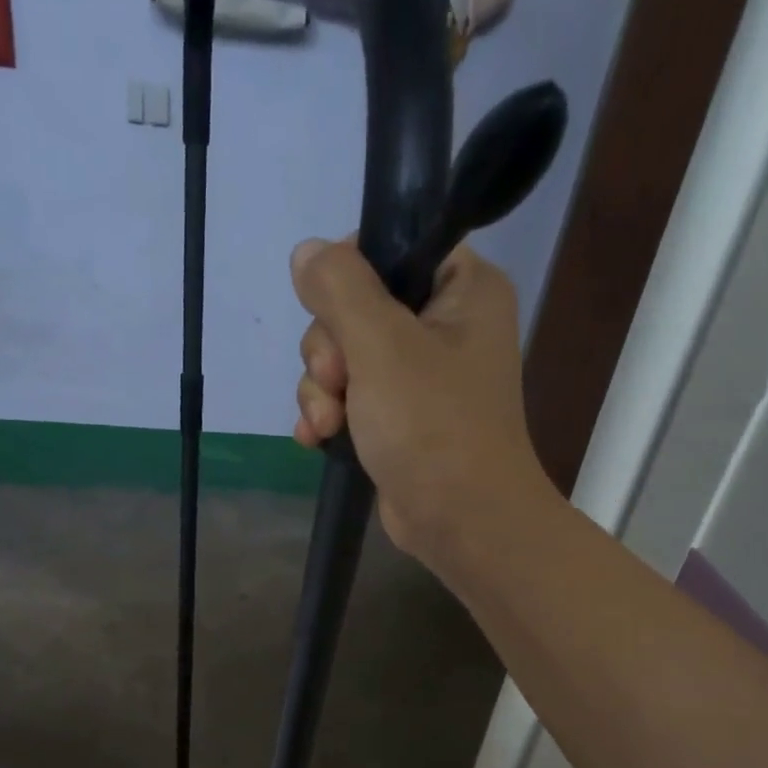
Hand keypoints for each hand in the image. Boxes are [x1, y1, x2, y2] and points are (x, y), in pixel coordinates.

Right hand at [291, 238, 552, 570]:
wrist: (461, 522)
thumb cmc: (432, 426)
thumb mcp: (383, 345)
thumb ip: (340, 288)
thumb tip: (306, 251)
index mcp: (461, 288)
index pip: (392, 245)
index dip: (349, 275)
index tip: (334, 313)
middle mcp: (443, 325)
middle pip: (354, 306)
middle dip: (329, 350)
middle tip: (337, 382)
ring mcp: (417, 376)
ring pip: (342, 356)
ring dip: (321, 390)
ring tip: (328, 424)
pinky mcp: (396, 418)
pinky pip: (347, 397)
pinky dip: (328, 415)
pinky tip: (316, 438)